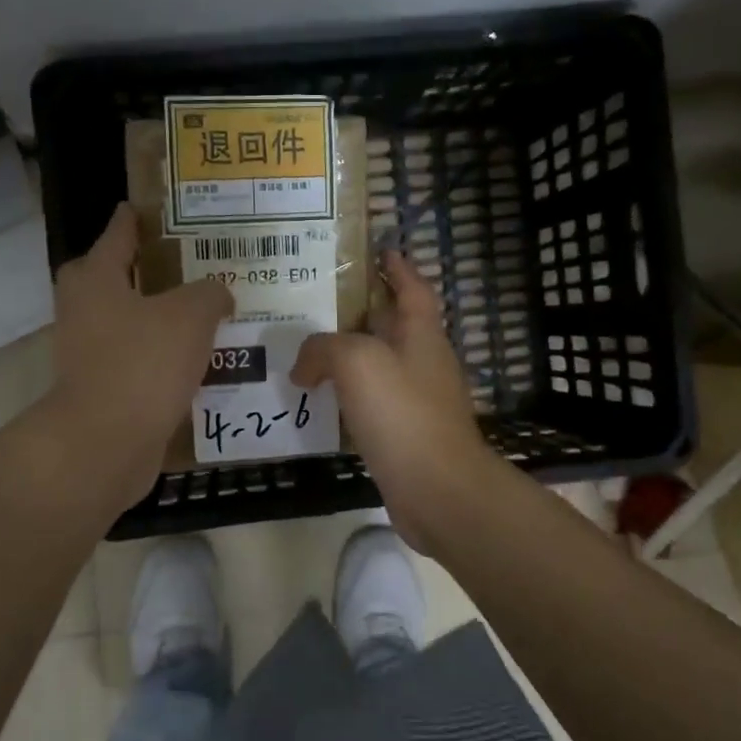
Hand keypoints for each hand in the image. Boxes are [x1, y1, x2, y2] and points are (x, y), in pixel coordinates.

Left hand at [48, 203, 232, 509]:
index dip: (139, 217)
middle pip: (121, 278)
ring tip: (211, 313)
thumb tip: (218, 294)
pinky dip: (167, 358)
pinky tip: (203, 361)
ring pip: (134, 322)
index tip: (159, 208)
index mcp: (96, 277)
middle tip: (198, 265)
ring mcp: (90, 352)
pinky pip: (142, 360)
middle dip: (156, 271)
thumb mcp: (190, 314)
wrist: (107, 443)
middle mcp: (85, 309)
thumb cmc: (143, 363)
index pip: (119, 232)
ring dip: (166, 318)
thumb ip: (210, 293)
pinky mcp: (104, 388)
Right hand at [291, 249, 498, 553]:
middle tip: (319, 303)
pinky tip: (320, 401)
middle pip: (394, 326)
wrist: (437, 490)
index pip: (412, 289)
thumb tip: (303, 367)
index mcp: (422, 335)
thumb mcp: (357, 362)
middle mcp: (423, 363)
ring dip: (350, 356)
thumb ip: (323, 349)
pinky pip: (372, 404)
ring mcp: (417, 401)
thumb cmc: (402, 414)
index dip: (398, 268)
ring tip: (309, 350)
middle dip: (363, 311)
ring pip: (380, 366)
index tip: (381, 250)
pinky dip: (348, 396)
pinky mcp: (405, 435)